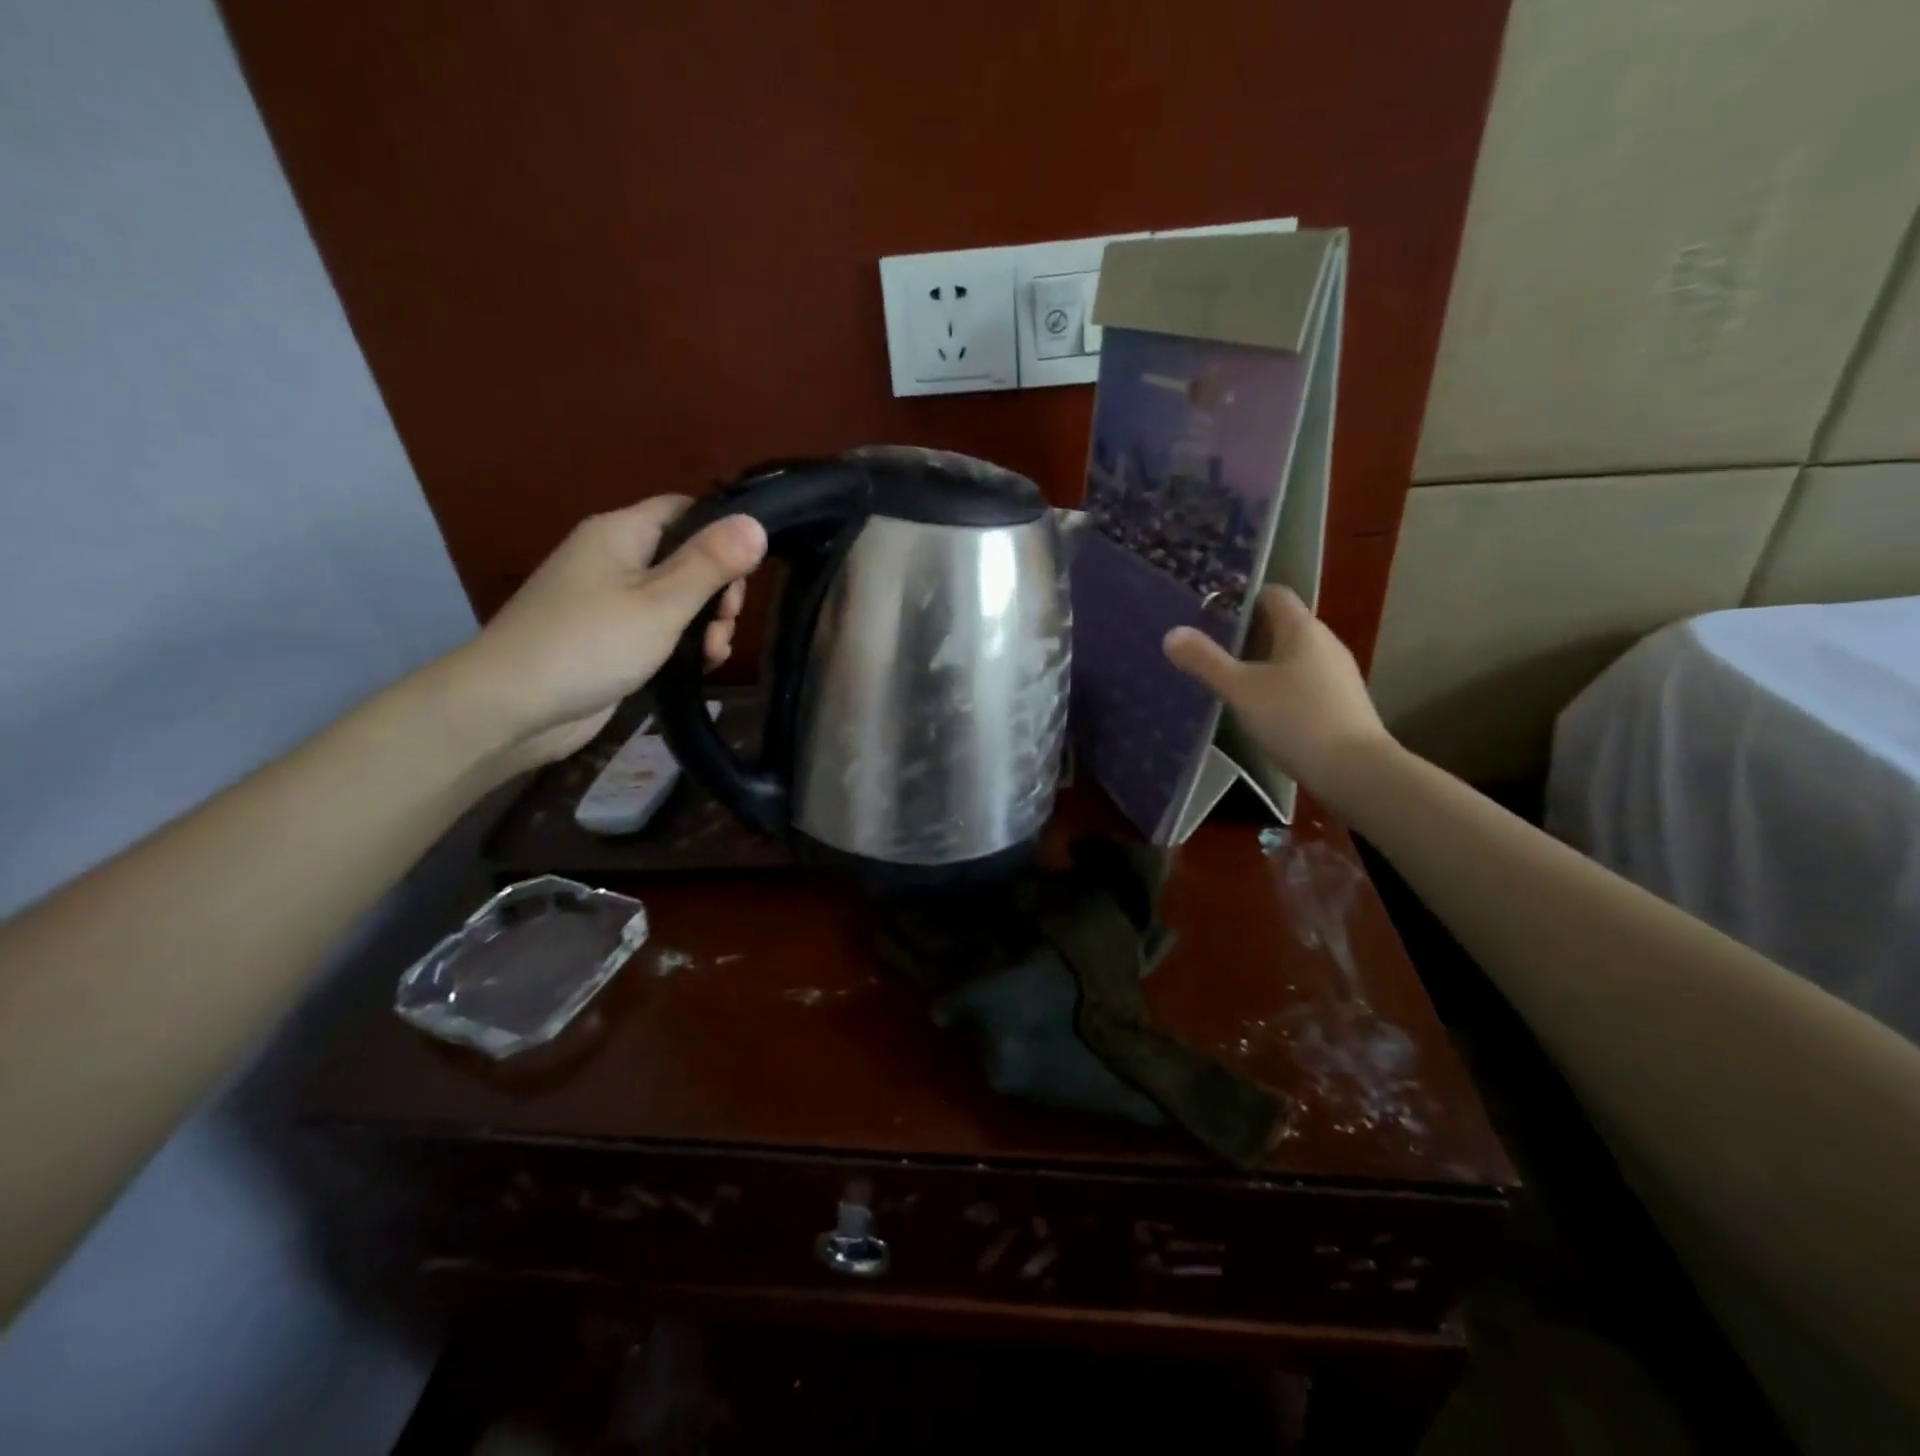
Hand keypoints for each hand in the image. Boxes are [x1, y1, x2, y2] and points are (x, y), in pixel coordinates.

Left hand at [447, 496, 766, 769]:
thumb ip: (710, 563)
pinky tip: (701, 666)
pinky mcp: (611, 639)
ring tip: (713, 653)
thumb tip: (756, 523)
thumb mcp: (661, 603)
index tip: (747, 571)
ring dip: (706, 623)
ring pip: (678, 598)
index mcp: (620, 533)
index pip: (685, 510)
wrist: (512, 707)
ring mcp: (611, 601)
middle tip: (726, 623)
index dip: (722, 532)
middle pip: (686, 557)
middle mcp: (614, 559)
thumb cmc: (590, 644)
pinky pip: (660, 629)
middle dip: (718, 590)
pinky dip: (684, 644)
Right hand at [1163, 586, 1394, 803]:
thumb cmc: (1295, 720)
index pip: (1273, 595)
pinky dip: (1280, 686)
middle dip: (1248, 633)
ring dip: (1263, 662)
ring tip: (1230, 681)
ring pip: (1293, 655)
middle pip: (1282, 625)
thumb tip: (1171, 634)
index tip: (1212, 614)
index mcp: (1302, 629)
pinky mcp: (1341, 702)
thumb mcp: (1240, 690)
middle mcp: (1325, 642)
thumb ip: (1205, 661)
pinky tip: (1261, 709)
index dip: (1243, 599)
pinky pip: (1304, 681)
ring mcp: (1337, 674)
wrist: (1356, 772)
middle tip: (1211, 650)